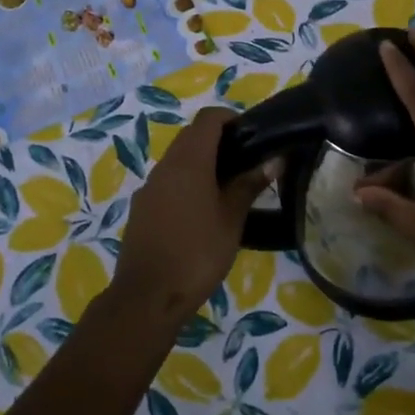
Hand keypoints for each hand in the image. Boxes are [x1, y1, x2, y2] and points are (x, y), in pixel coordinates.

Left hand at [112, 107, 271, 322]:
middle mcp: (165, 166)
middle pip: (191, 136)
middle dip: (218, 141)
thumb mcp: (231, 220)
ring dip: (201, 163)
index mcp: (189, 161)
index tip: (251, 137)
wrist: (147, 296)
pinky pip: (167, 182)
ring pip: (178, 160)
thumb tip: (272, 160)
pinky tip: (201, 213)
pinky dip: (186, 183)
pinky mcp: (141, 208)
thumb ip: (249, 185)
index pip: (208, 119)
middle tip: (246, 164)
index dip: (231, 119)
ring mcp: (149, 187)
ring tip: (228, 189)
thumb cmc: (197, 253)